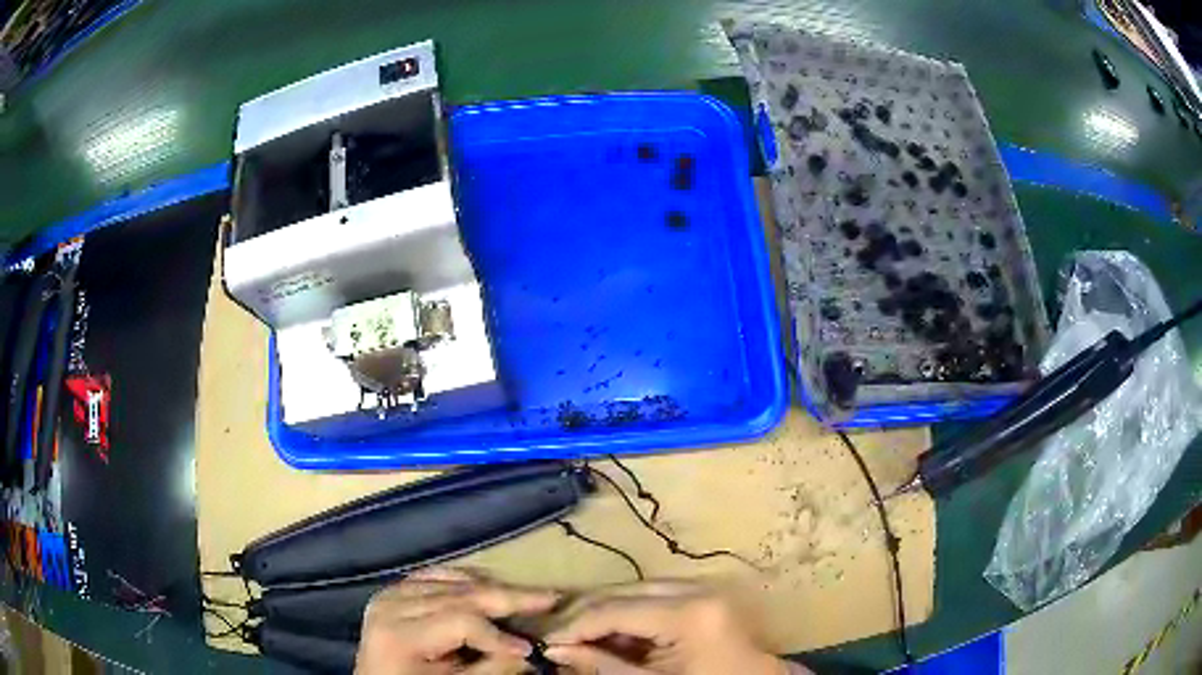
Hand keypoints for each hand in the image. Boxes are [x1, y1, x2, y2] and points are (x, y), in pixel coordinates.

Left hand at [356, 567, 558, 674]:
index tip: (532, 649)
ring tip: (525, 595)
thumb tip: (528, 651)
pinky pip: (431, 576)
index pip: (460, 620)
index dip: (499, 634)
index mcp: (399, 635)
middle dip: (508, 597)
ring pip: (448, 581)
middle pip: (457, 594)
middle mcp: (390, 606)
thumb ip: (490, 670)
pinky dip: (461, 579)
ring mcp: (388, 596)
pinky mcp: (391, 593)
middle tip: (550, 597)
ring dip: (490, 587)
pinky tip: (484, 583)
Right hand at [544, 581, 805, 674]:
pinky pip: (653, 596)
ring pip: (634, 590)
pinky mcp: (703, 593)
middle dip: (584, 613)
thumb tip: (556, 650)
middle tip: (555, 634)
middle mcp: (696, 589)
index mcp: (689, 614)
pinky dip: (627, 614)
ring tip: (577, 634)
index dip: (574, 625)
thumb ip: (603, 665)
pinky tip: (610, 632)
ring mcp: (702, 587)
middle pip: (622, 591)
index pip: (614, 610)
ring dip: (603, 611)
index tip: (546, 640)